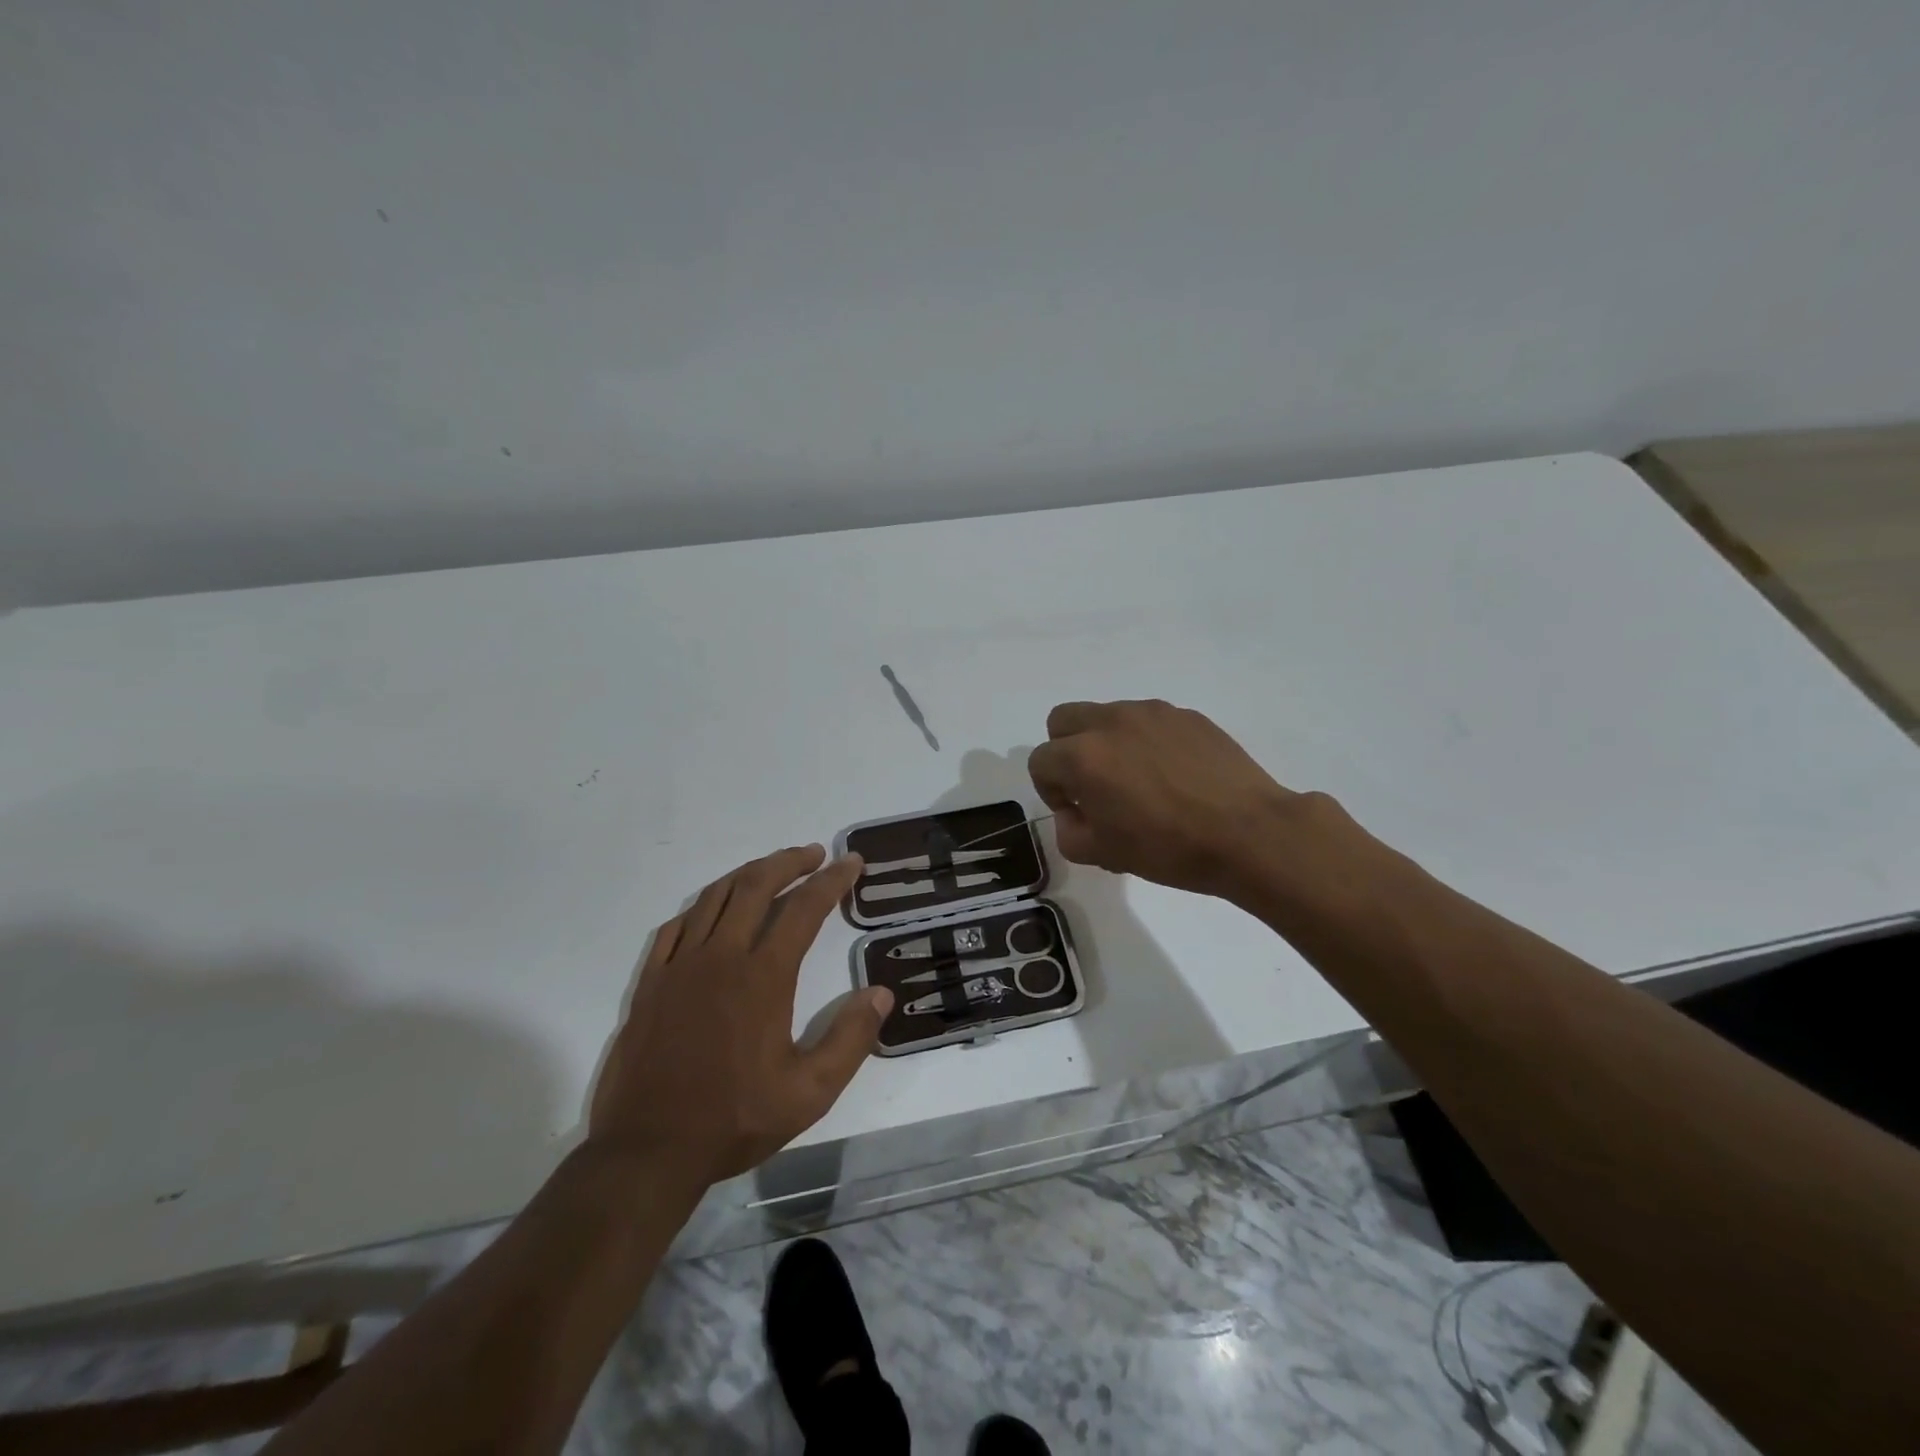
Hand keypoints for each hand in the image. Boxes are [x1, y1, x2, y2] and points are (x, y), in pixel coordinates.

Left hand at [588, 845, 892, 1186]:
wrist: (647, 1152)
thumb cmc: (734, 1120)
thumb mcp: (809, 1093)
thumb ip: (850, 1039)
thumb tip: (880, 993)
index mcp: (763, 976)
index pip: (804, 908)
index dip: (832, 880)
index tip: (851, 862)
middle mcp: (721, 956)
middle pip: (756, 885)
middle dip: (790, 862)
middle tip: (815, 854)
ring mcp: (679, 966)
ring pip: (715, 897)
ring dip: (748, 874)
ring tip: (772, 869)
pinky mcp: (650, 983)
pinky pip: (676, 926)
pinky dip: (702, 906)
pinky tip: (713, 910)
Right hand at [1027, 699, 1315, 899]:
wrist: (1249, 834)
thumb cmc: (1169, 848)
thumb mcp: (1103, 854)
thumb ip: (1069, 832)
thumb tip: (1075, 813)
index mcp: (1083, 756)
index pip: (1040, 762)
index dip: (1051, 791)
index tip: (1078, 814)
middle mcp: (1111, 722)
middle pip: (1063, 720)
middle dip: (1066, 751)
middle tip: (1094, 786)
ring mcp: (1152, 713)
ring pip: (1107, 716)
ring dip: (1106, 743)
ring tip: (1139, 781)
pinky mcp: (1187, 715)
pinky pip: (1148, 721)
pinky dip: (1146, 741)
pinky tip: (1173, 775)